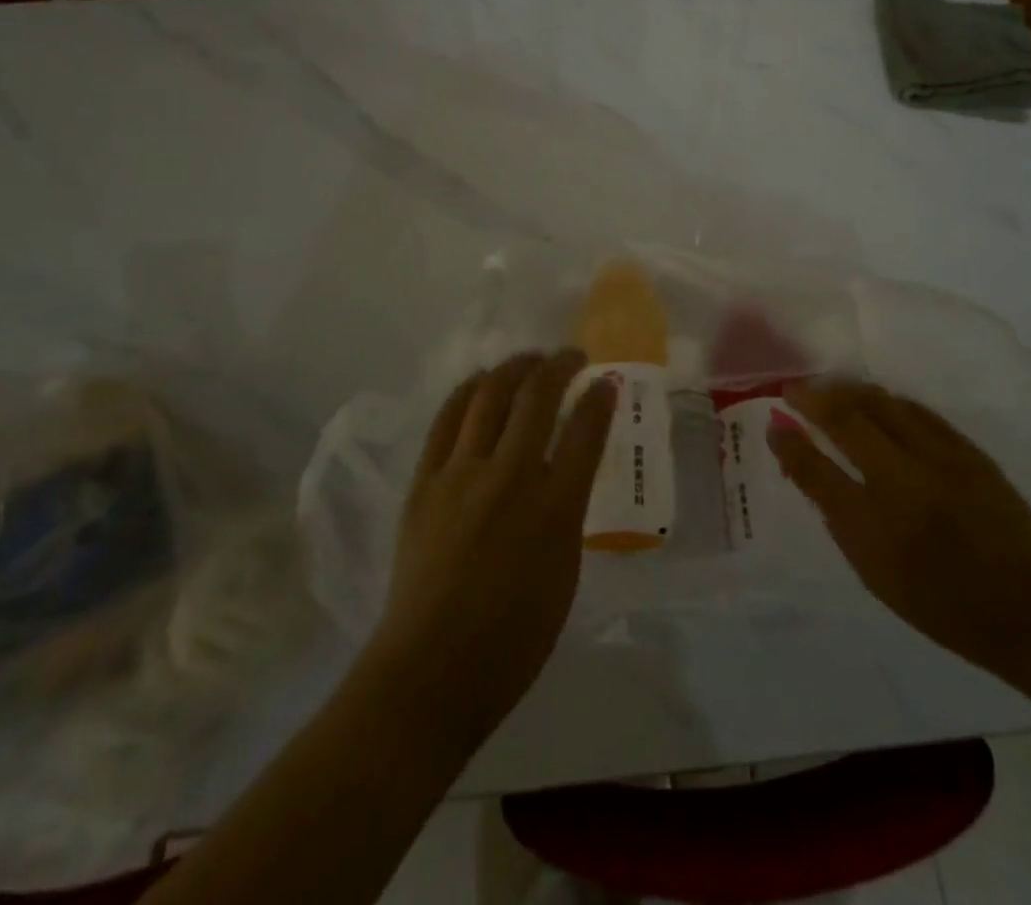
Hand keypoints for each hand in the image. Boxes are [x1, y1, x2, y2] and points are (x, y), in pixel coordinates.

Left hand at [368, 351, 616, 743]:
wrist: (430, 671)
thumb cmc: (512, 639)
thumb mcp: (565, 574)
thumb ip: (568, 512)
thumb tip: (565, 469)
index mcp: (555, 510)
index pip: (585, 432)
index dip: (599, 399)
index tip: (605, 381)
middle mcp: (510, 478)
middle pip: (537, 398)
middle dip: (559, 367)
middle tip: (570, 357)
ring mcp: (462, 475)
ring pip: (490, 395)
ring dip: (515, 368)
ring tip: (529, 361)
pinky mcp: (425, 481)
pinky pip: (448, 418)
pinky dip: (469, 391)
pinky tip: (482, 383)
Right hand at [768, 379, 1030, 683]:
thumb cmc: (949, 609)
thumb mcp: (879, 578)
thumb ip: (841, 521)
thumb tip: (813, 472)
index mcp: (877, 526)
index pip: (817, 470)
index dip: (790, 443)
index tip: (774, 423)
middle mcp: (904, 482)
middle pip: (847, 420)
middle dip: (813, 399)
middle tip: (792, 389)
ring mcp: (941, 459)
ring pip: (883, 404)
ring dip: (849, 391)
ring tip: (828, 387)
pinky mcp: (970, 451)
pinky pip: (918, 411)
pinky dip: (889, 401)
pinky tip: (878, 400)